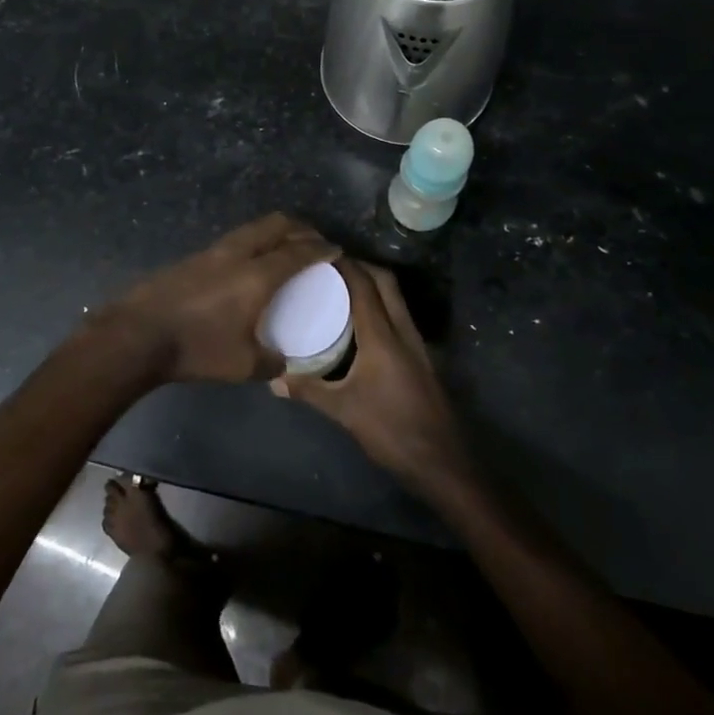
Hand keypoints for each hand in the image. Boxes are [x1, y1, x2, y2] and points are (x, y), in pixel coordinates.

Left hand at [98, 214, 337, 384]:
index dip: (320, 248)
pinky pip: (232, 241)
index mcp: (257, 276)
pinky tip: (247, 264)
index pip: (298, 252)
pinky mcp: (191, 258)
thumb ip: (271, 362)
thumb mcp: (243, 366)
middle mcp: (236, 254)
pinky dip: (250, 243)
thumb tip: (282, 361)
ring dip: (272, 232)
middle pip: (274, 224)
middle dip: (299, 227)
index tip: (335, 249)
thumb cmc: (196, 349)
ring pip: (250, 229)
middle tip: (313, 240)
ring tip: (282, 248)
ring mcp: (210, 252)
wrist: (137, 335)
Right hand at [273, 259, 470, 496]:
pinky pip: (400, 317)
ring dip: (373, 285)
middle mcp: (403, 331)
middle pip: (386, 283)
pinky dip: (381, 306)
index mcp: (383, 337)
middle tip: (331, 266)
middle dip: (362, 266)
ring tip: (341, 288)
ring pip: (396, 299)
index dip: (346, 265)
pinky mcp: (422, 358)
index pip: (364, 287)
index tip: (322, 252)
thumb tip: (272, 380)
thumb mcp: (343, 411)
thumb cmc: (391, 431)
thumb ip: (308, 391)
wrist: (441, 462)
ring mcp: (417, 344)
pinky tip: (361, 323)